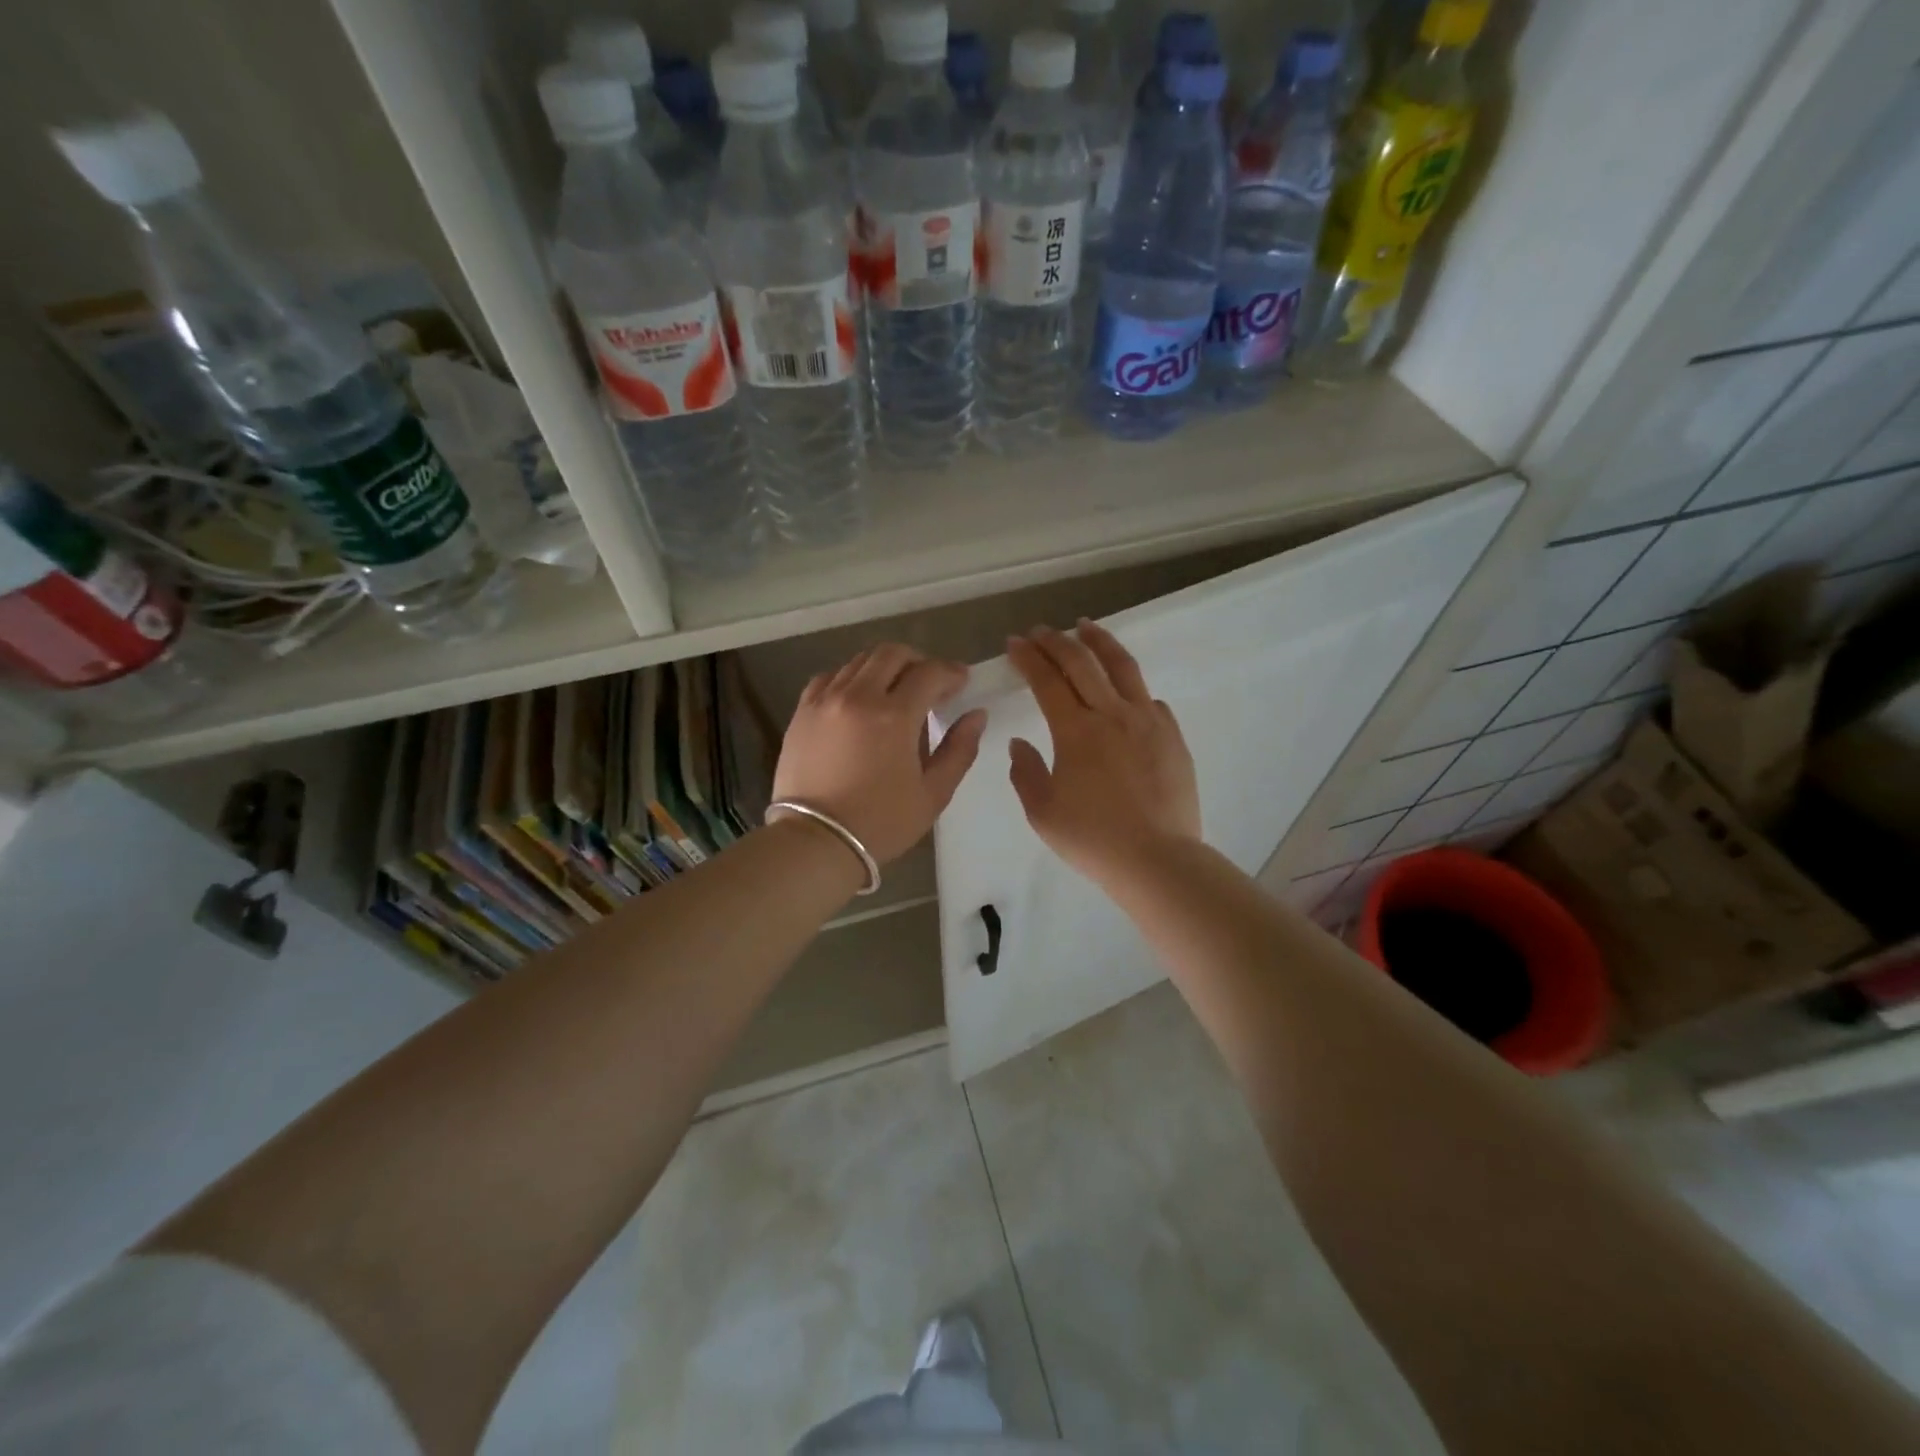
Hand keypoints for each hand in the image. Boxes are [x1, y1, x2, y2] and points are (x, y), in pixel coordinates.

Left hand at [774, 644, 986, 864]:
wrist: (815, 842)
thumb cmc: (881, 823)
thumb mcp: (933, 793)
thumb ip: (959, 749)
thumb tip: (976, 715)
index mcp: (894, 716)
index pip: (929, 673)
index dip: (951, 672)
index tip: (961, 683)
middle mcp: (858, 696)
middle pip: (892, 654)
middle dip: (918, 662)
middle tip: (930, 684)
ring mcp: (825, 700)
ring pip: (860, 661)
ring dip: (885, 668)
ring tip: (895, 691)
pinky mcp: (803, 711)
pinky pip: (831, 677)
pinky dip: (851, 678)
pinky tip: (859, 699)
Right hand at [1006, 621, 1200, 885]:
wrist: (1156, 859)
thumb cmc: (1092, 839)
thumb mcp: (1042, 812)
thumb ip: (1026, 773)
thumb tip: (1021, 744)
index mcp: (1075, 731)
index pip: (1047, 680)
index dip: (1029, 658)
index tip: (1015, 643)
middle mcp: (1112, 714)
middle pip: (1082, 663)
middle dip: (1056, 642)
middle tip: (1040, 631)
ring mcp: (1147, 721)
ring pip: (1123, 668)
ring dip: (1100, 642)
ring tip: (1085, 627)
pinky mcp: (1172, 736)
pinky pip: (1149, 699)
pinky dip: (1131, 686)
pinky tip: (1126, 690)